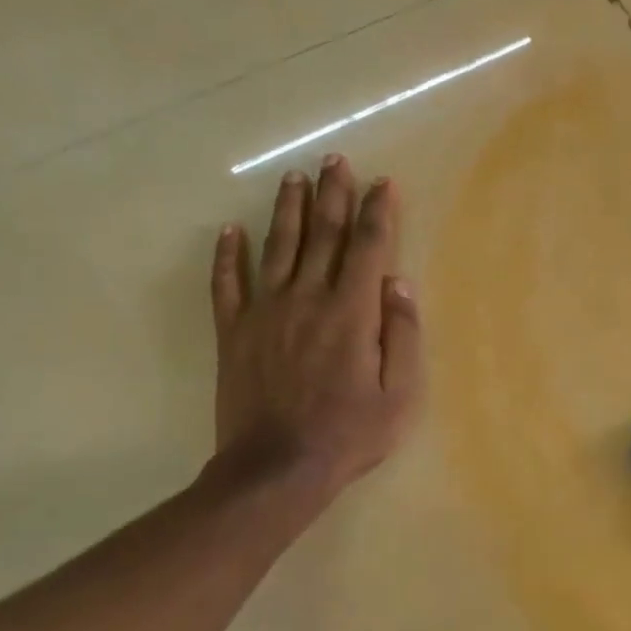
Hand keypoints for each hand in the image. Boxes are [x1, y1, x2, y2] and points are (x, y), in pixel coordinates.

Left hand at [208, 154, 423, 502]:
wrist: (276, 469)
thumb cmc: (349, 434)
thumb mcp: (400, 394)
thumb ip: (403, 334)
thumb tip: (399, 282)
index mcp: (352, 312)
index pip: (368, 247)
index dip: (378, 211)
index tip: (383, 183)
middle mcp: (308, 298)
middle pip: (323, 234)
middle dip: (333, 194)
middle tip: (335, 160)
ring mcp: (265, 312)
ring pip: (278, 247)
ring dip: (288, 209)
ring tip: (294, 178)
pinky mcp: (233, 332)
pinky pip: (227, 284)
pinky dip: (227, 255)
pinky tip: (229, 231)